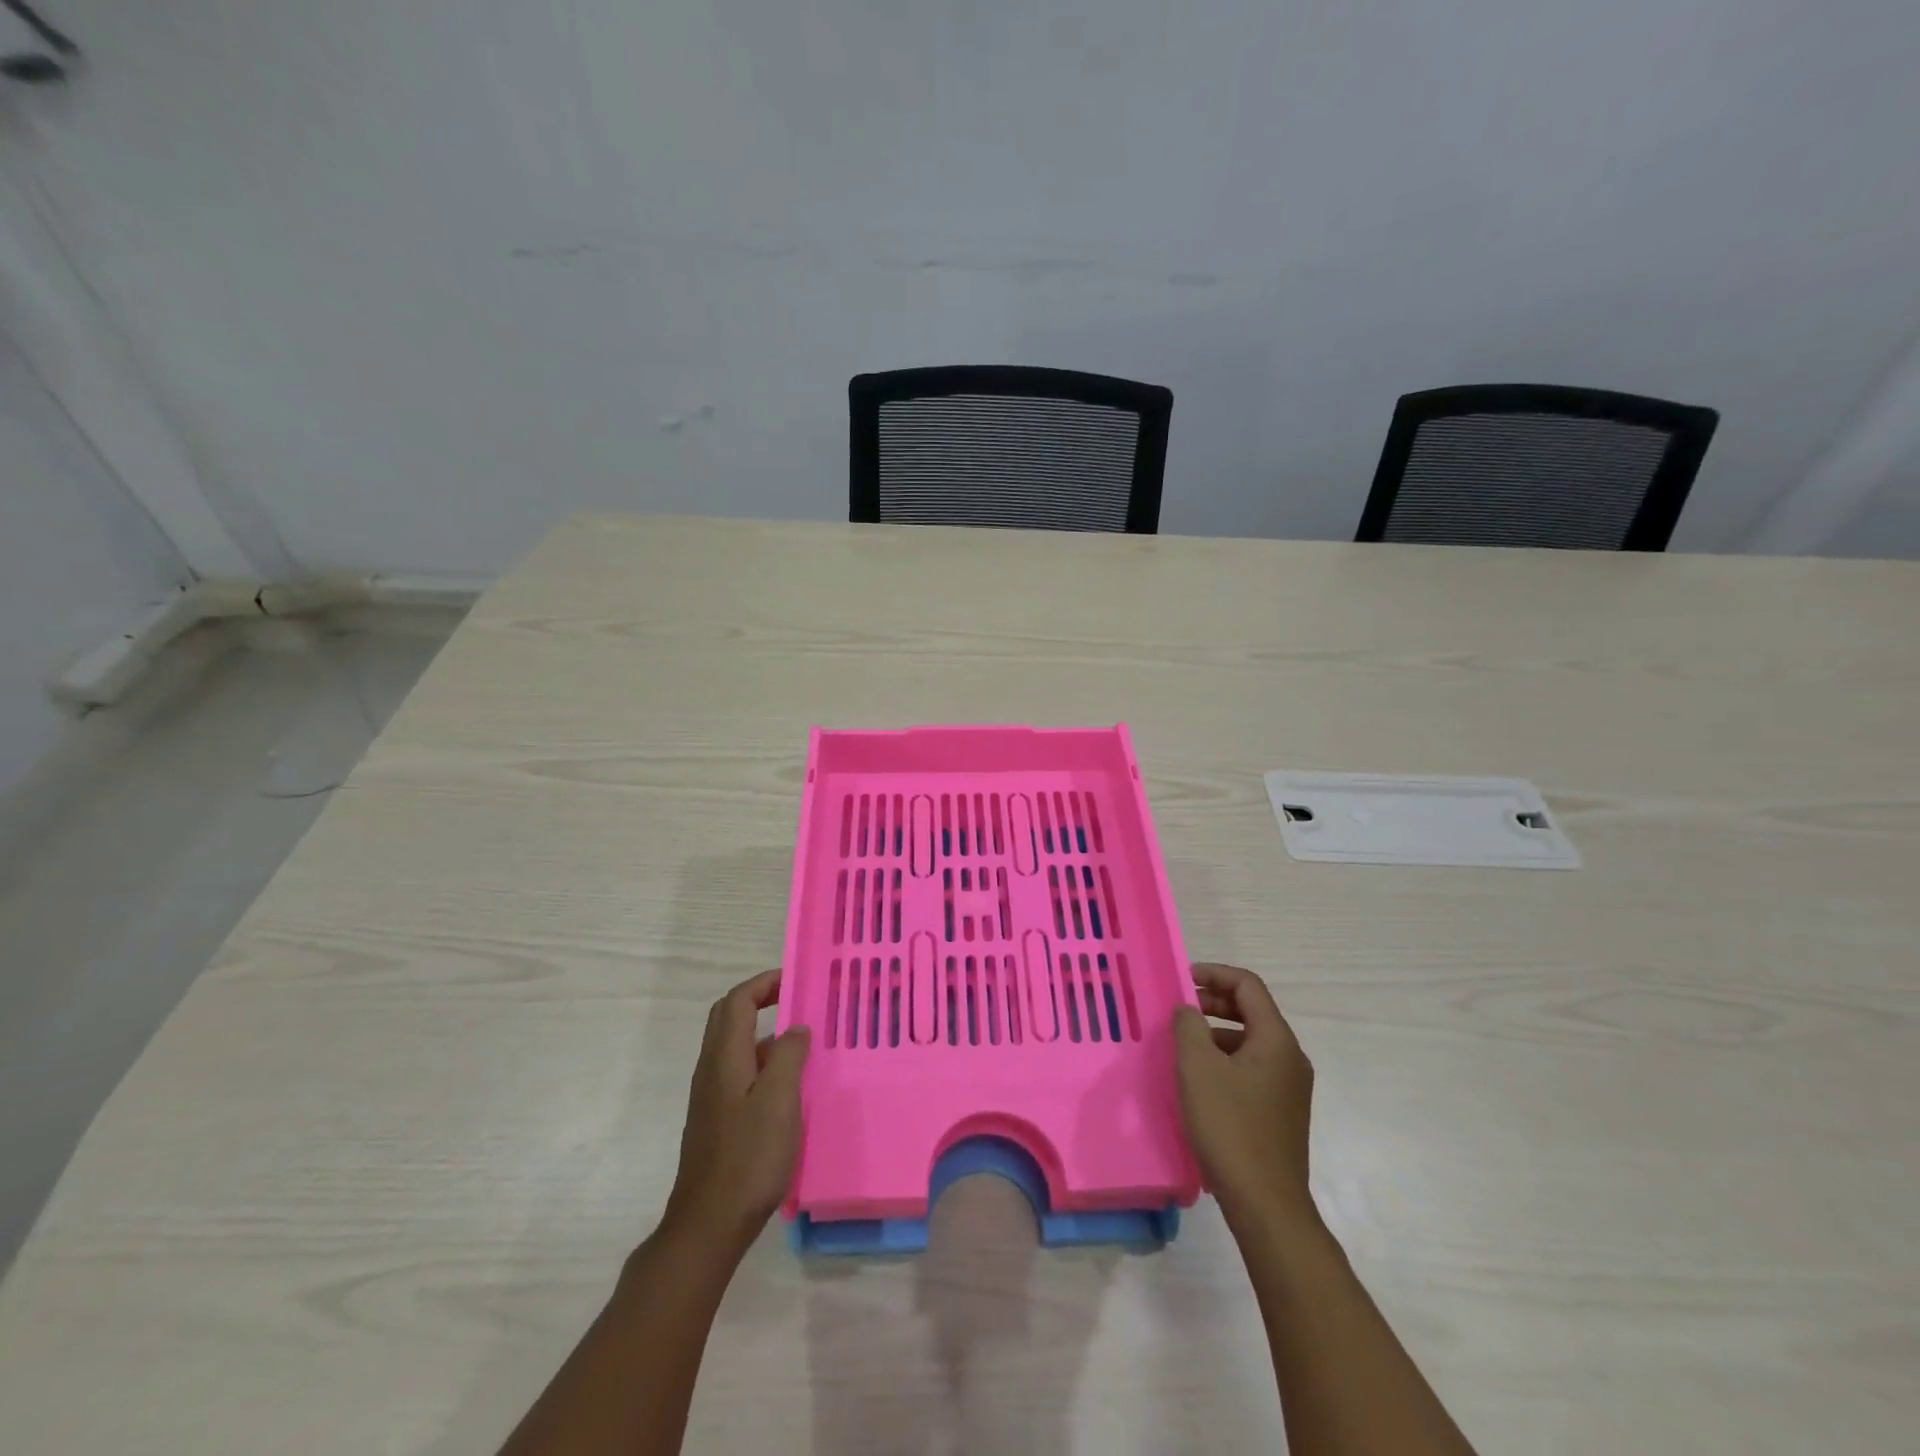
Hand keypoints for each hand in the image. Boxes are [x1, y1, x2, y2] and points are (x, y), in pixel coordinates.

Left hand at [663, 968, 809, 1252]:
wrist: (708, 1224)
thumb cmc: (749, 1157)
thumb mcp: (780, 1100)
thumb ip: (788, 1056)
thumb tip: (796, 1028)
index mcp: (725, 1057)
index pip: (738, 1000)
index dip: (765, 983)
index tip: (796, 980)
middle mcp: (712, 1069)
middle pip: (729, 1017)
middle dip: (760, 999)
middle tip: (796, 1001)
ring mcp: (711, 1096)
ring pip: (734, 1045)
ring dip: (763, 1031)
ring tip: (802, 1042)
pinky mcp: (716, 1119)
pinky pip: (738, 1071)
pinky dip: (762, 1061)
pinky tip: (788, 1086)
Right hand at [1174, 962, 1317, 1228]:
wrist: (1266, 1204)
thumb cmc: (1229, 1126)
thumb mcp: (1197, 1068)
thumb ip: (1188, 1026)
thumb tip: (1189, 1010)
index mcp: (1276, 1039)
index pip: (1248, 986)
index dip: (1214, 974)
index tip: (1182, 978)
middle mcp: (1290, 1057)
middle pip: (1252, 1011)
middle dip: (1214, 1002)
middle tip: (1180, 1008)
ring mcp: (1290, 1086)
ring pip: (1251, 1040)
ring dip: (1217, 1031)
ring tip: (1184, 1044)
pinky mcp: (1282, 1111)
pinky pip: (1253, 1067)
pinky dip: (1226, 1058)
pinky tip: (1201, 1079)